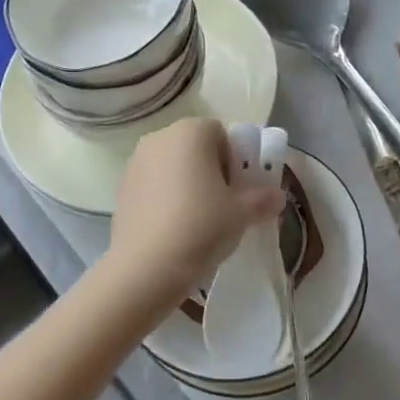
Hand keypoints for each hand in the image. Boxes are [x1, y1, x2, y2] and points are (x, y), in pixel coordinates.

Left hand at [103, 118, 287, 315]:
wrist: (146, 266)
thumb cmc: (201, 226)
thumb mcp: (242, 214)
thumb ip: (263, 200)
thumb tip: (278, 197)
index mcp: (191, 132)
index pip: (221, 133)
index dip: (234, 160)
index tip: (238, 189)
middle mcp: (160, 137)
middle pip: (195, 147)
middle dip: (211, 170)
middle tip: (222, 205)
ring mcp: (136, 162)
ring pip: (172, 166)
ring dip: (186, 184)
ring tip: (197, 220)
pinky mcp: (121, 188)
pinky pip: (153, 185)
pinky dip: (165, 199)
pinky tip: (173, 229)